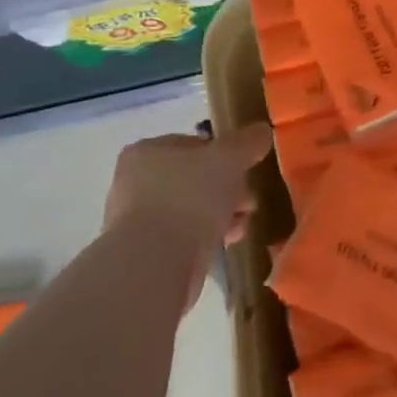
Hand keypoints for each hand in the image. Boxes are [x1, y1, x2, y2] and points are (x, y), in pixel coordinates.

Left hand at [104, 123, 272, 309]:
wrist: (157, 264)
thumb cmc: (189, 198)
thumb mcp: (228, 159)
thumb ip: (247, 142)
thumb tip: (262, 131)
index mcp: (146, 152)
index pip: (193, 144)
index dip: (223, 155)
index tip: (245, 170)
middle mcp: (134, 182)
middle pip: (194, 178)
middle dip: (226, 188)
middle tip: (248, 201)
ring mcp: (136, 220)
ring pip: (191, 208)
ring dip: (220, 214)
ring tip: (242, 225)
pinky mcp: (145, 253)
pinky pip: (184, 236)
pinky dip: (206, 237)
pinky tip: (226, 243)